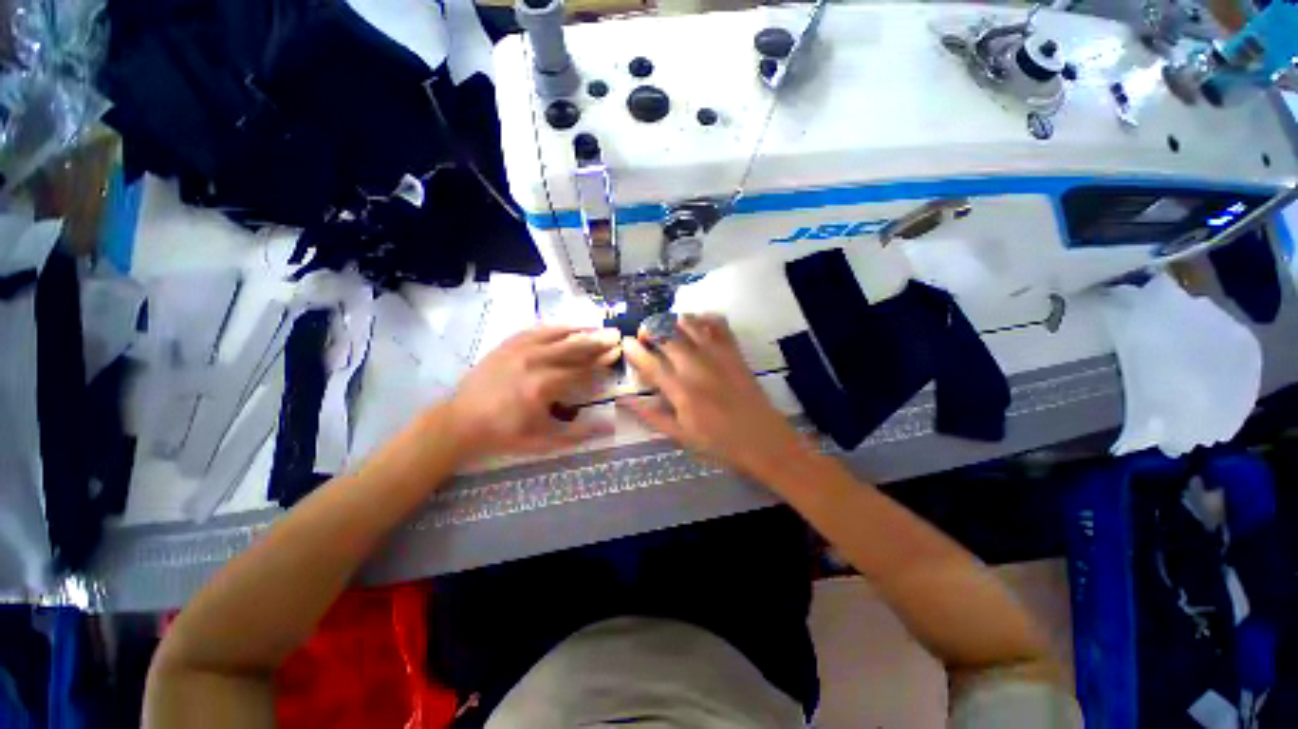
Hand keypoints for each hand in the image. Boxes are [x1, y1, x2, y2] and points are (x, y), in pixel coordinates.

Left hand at [447, 326, 619, 461]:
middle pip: (573, 347)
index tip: (617, 352)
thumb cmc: (504, 434)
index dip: (601, 362)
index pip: (581, 369)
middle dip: (596, 341)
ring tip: (595, 327)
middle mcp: (534, 361)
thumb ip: (578, 433)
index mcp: (543, 385)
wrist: (460, 422)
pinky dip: (554, 328)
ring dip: (578, 330)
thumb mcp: (543, 441)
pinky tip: (565, 326)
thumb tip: (609, 426)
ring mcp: (518, 349)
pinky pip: (535, 330)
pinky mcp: (506, 345)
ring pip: (556, 334)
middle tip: (614, 334)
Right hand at [619, 314, 807, 478]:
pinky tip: (697, 321)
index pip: (650, 364)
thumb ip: (651, 416)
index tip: (625, 343)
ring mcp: (717, 356)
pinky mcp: (734, 352)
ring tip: (665, 325)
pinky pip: (719, 325)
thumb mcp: (680, 435)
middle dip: (650, 330)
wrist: (762, 439)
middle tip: (644, 334)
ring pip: (690, 325)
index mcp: (680, 390)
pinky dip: (705, 318)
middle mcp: (696, 366)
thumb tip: (624, 400)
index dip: (634, 350)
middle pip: (666, 337)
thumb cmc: (718, 442)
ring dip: (672, 320)